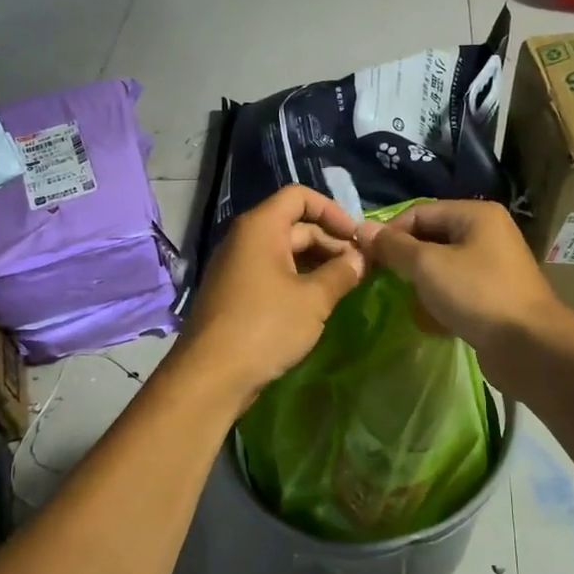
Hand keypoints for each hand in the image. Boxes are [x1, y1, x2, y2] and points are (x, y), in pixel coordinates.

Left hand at [176, 185, 365, 411]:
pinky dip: (299, 280)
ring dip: (318, 264)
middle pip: (295, 225)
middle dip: (331, 242)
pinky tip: (320, 303)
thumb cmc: (265, 327)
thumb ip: (342, 273)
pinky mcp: (237, 294)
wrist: (211, 376)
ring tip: (347, 286)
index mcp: (260, 227)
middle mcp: (245, 239)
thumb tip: (361, 258)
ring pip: (286, 252)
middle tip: (362, 268)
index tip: (357, 237)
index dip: (332, 211)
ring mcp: (238, 267)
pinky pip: (274, 274)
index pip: (299, 196)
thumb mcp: (313, 299)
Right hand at [355, 201, 569, 386]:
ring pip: (441, 268)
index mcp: (475, 215)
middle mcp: (487, 234)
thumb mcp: (427, 265)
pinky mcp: (493, 297)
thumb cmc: (476, 294)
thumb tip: (363, 229)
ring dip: (421, 285)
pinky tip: (430, 322)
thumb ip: (394, 246)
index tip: (366, 257)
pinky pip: (455, 291)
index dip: (390, 232)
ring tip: (407, 303)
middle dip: (405, 261)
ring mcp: (492, 267)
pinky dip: (439, 303)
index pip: (419, 212)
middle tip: (381, 280)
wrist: (529, 346)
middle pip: (431, 239)